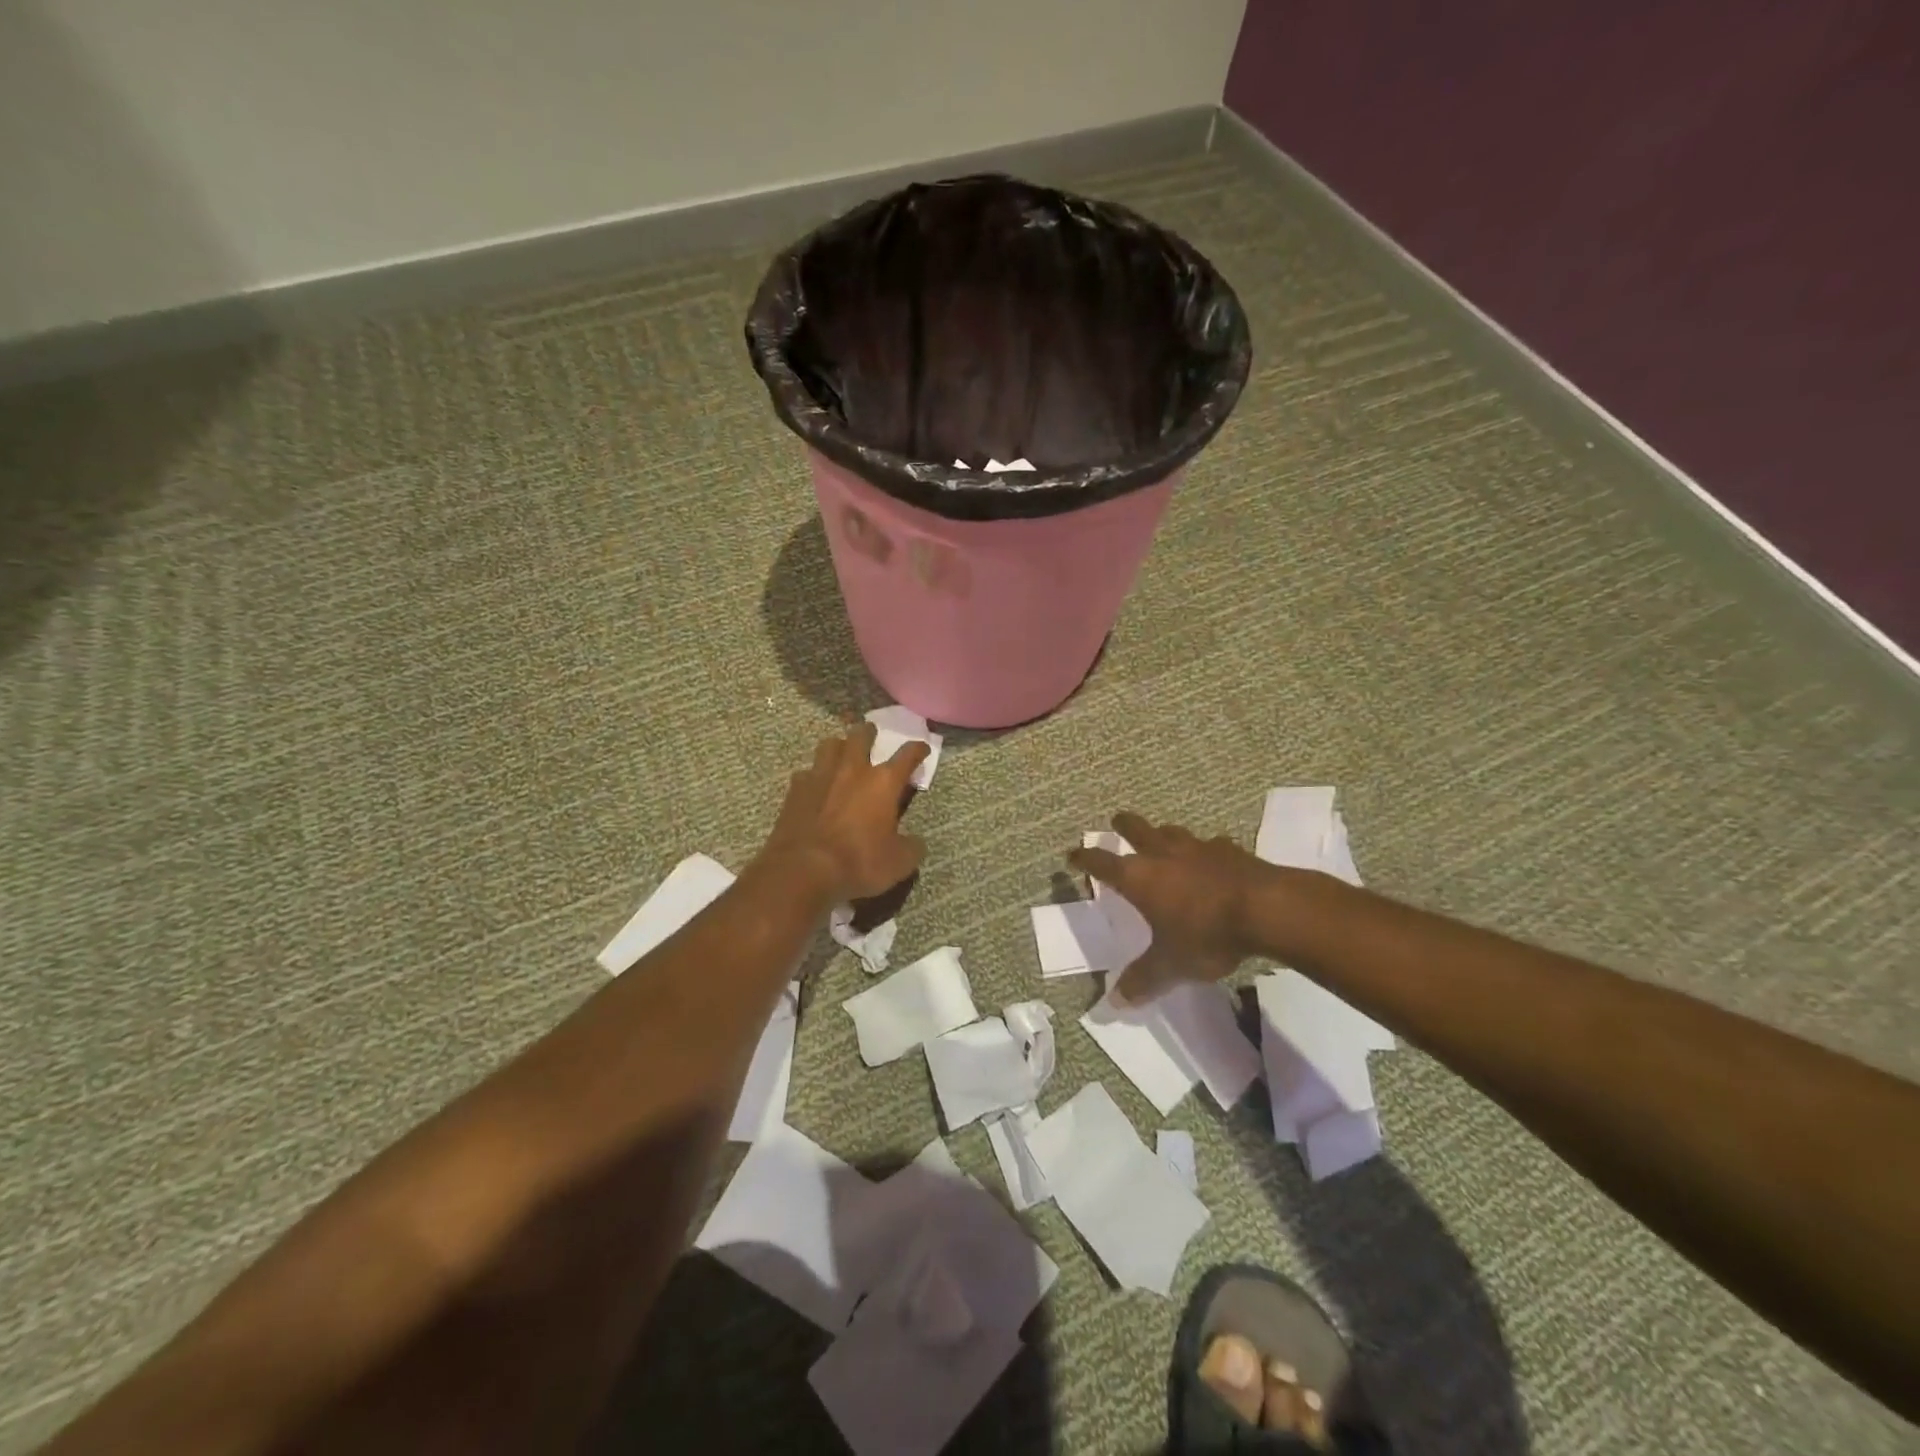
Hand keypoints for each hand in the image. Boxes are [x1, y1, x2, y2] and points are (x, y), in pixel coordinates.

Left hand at [759, 722, 928, 903]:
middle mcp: (852, 770)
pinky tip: (815, 786)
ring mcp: (820, 775)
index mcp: (883, 782)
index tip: (922, 748)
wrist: (802, 869)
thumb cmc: (858, 862)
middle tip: (872, 735)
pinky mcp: (795, 789)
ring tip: (842, 754)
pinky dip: (814, 775)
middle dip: (869, 733)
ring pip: (830, 745)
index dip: (917, 749)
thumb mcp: (898, 863)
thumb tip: (916, 843)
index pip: (907, 755)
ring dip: (839, 746)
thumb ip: (912, 848)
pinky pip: (806, 772)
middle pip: (861, 736)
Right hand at [1068, 812, 1271, 1004]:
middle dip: (1123, 825)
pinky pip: (1211, 845)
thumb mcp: (1170, 965)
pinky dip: (1205, 851)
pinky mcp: (1231, 850)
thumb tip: (1114, 1004)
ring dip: (1163, 835)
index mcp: (1139, 878)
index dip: (1085, 858)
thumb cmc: (1206, 934)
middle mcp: (1163, 855)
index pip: (1102, 863)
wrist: (1267, 910)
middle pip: (1136, 829)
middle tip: (1117, 821)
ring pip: (1172, 832)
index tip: (1073, 854)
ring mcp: (1199, 848)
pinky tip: (1212, 859)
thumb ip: (1143, 980)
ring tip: (1162, 839)